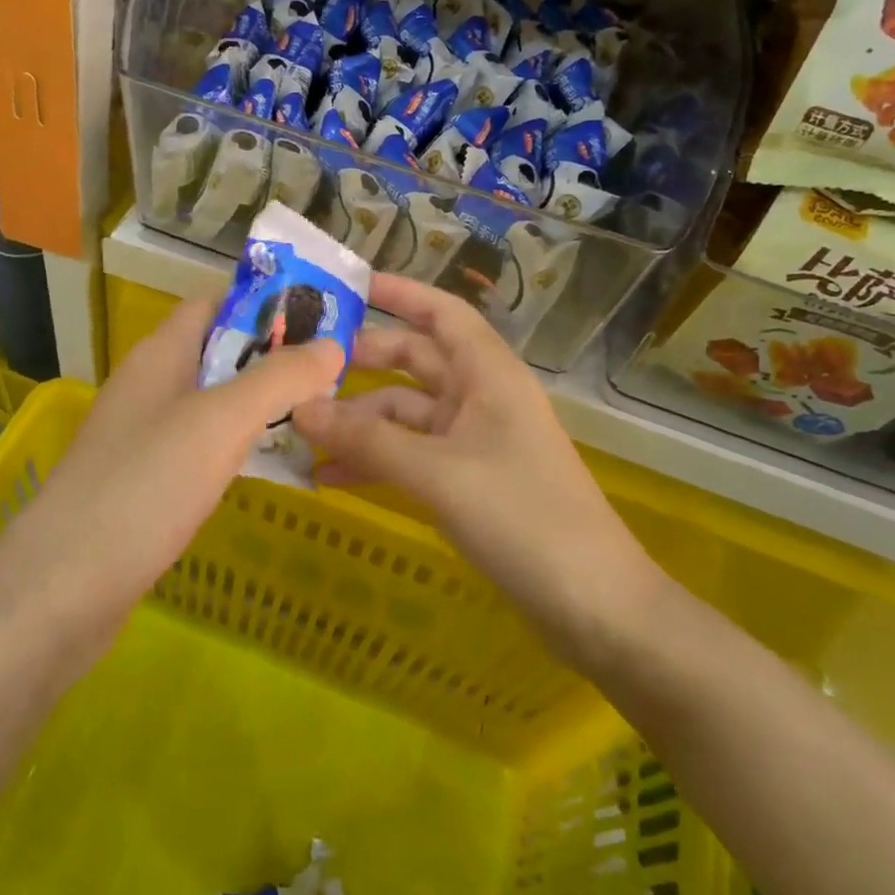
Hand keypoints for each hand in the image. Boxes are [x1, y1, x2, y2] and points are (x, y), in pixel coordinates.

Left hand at [0, 299, 342, 646]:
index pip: (213, 306)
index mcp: (159, 356)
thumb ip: (278, 379)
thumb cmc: (145, 487)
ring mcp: (143, 438)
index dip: (262, 306)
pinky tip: (268, 467)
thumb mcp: (220, 422)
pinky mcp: (145, 486)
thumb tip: (332, 345)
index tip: (318, 320)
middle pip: (217, 355)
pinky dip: (236, 448)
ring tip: (316, 414)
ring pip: (211, 405)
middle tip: (332, 373)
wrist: (61, 591)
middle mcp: (148, 387)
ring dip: (257, 405)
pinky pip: (200, 450)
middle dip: (270, 358)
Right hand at [291, 274, 666, 655]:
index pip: (441, 313)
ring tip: (300, 432)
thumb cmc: (523, 518)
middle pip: (415, 361)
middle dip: (363, 361)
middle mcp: (481, 397)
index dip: (398, 293)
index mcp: (488, 374)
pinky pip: (411, 456)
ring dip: (359, 422)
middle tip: (303, 364)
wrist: (595, 608)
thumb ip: (367, 441)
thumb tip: (299, 409)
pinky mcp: (468, 482)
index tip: (347, 286)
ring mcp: (475, 441)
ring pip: (406, 414)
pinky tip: (330, 477)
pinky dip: (375, 461)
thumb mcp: (438, 474)